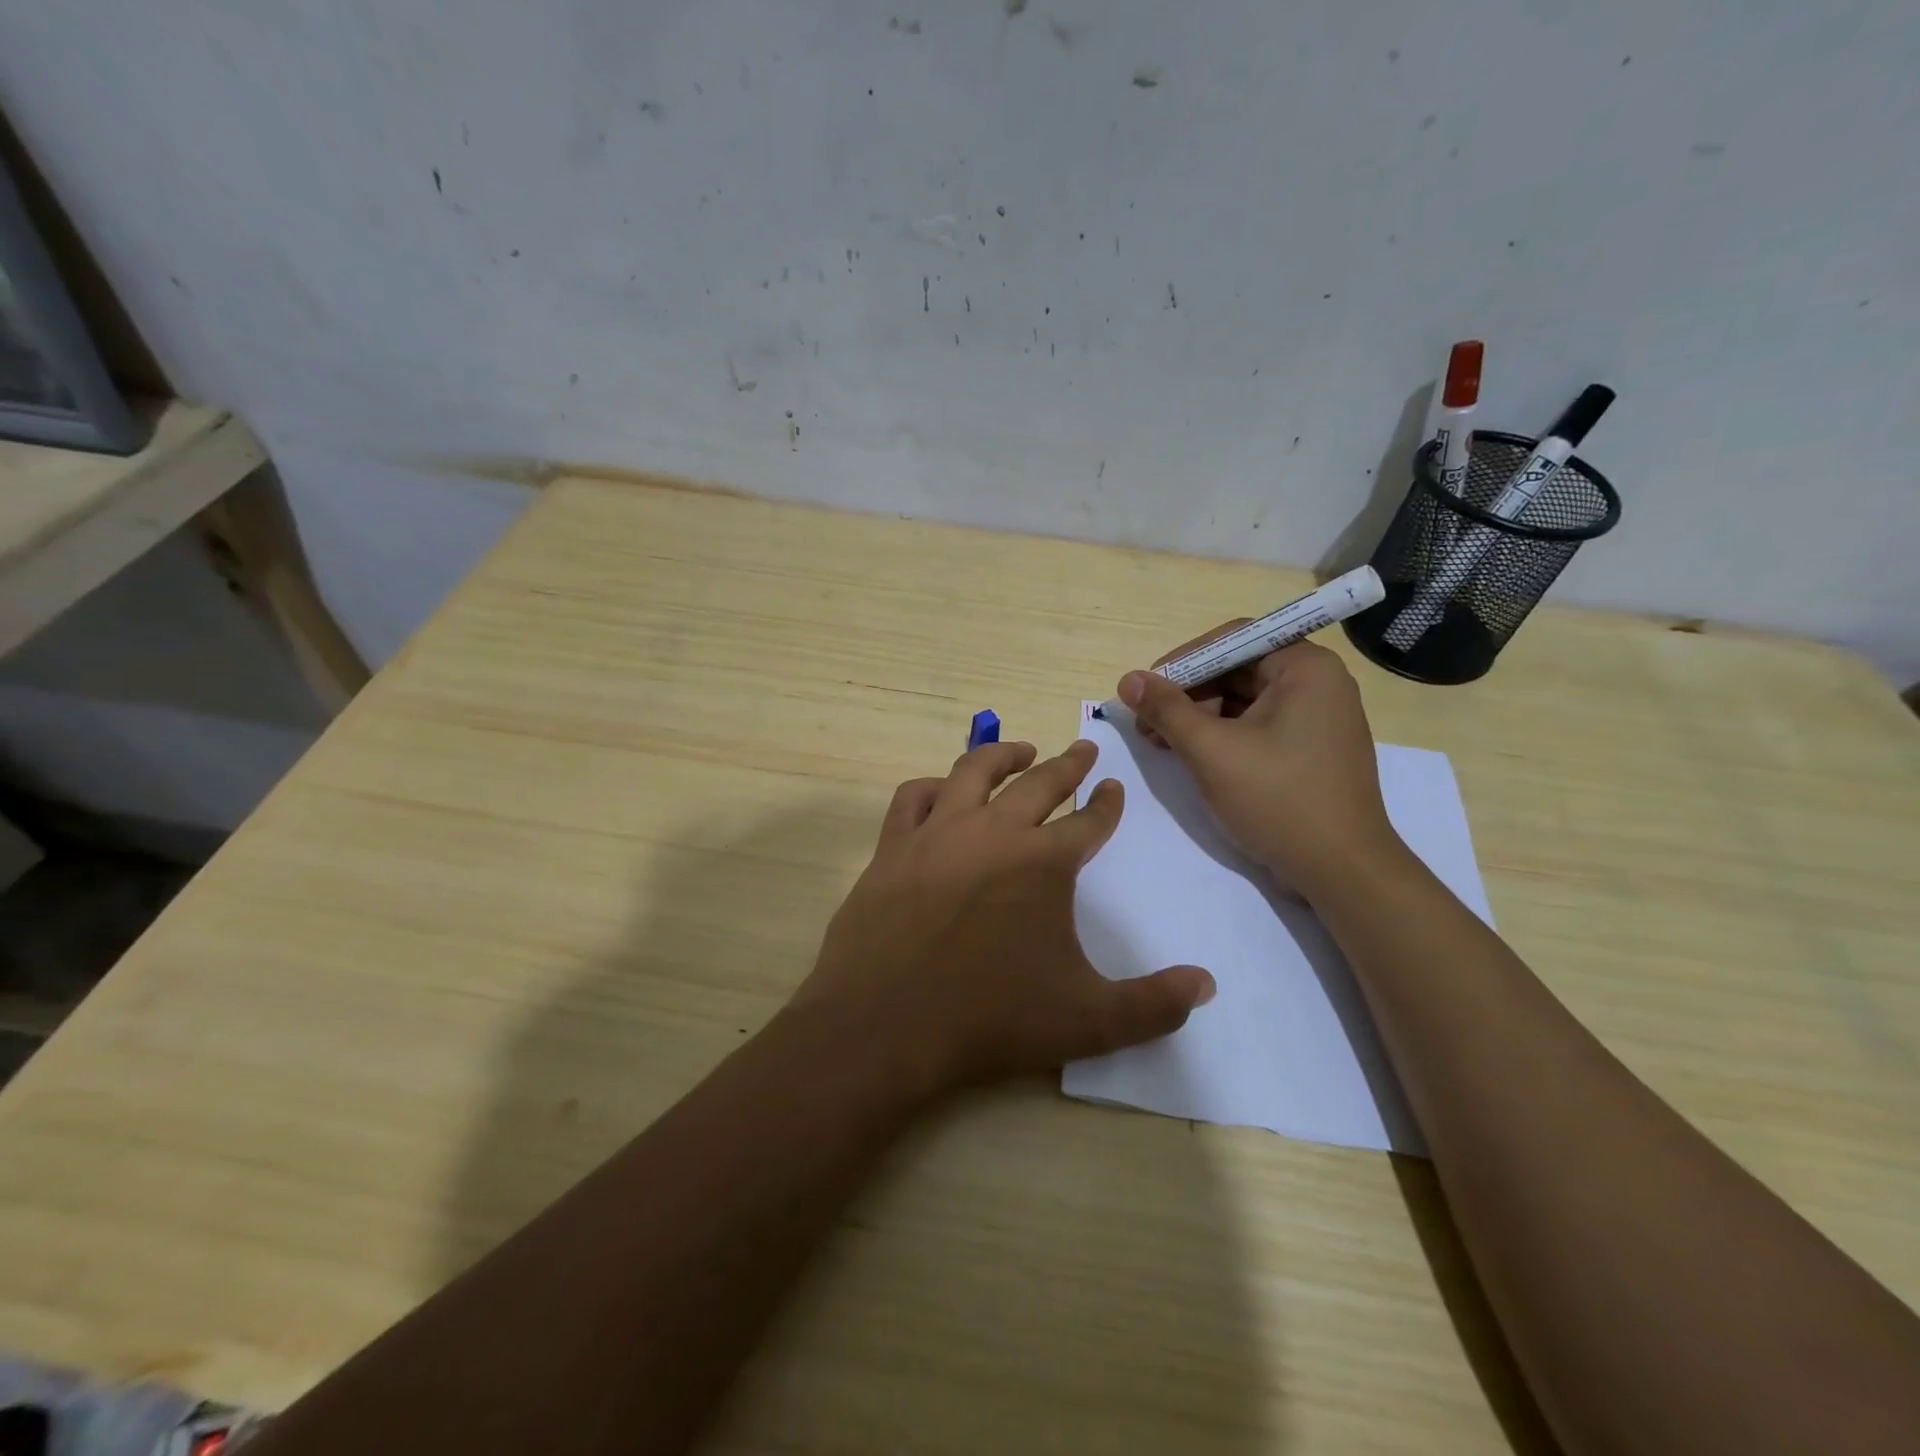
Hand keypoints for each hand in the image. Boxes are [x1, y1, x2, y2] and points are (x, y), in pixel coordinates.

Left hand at [793, 739, 1214, 1093]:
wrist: (886, 1025)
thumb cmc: (991, 1019)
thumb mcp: (1089, 1021)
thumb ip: (1154, 1004)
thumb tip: (1207, 985)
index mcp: (1043, 862)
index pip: (1088, 821)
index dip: (1106, 804)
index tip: (1113, 788)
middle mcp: (993, 832)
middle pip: (1039, 783)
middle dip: (1067, 764)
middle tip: (1083, 749)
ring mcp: (937, 834)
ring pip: (974, 772)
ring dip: (1003, 755)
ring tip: (1021, 751)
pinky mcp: (893, 847)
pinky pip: (913, 798)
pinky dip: (932, 786)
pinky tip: (942, 790)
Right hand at [1118, 633, 1404, 901]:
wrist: (1342, 871)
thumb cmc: (1278, 800)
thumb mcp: (1211, 751)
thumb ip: (1166, 710)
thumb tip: (1128, 680)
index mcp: (1305, 667)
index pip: (1232, 641)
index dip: (1183, 662)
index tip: (1146, 689)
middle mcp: (1318, 683)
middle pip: (1237, 670)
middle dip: (1188, 695)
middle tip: (1148, 724)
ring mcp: (1318, 718)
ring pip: (1244, 701)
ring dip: (1200, 718)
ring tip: (1164, 745)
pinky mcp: (1312, 749)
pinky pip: (1259, 726)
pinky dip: (1223, 737)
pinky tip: (1194, 757)